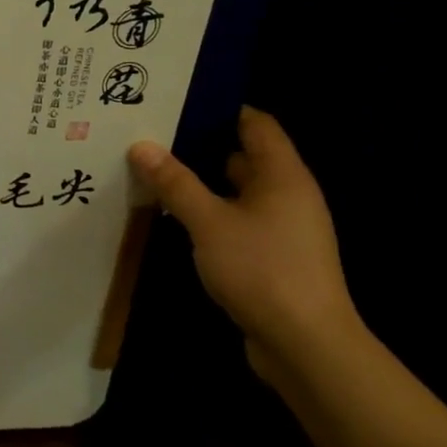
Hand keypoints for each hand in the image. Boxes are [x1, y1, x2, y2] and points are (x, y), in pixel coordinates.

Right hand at [127, 106, 360, 382]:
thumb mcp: (208, 222)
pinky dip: (207, 212)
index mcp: (283, 176)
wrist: (305, 346)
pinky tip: (172, 215)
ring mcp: (281, 228)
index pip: (256, 124)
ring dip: (199, 181)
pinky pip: (234, 219)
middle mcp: (287, 195)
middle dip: (198, 144)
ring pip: (235, 191)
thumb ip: (175, 182)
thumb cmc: (261, 269)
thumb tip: (140, 145)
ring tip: (152, 169)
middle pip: (243, 155)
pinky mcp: (270, 256)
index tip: (176, 100)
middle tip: (150, 133)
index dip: (220, 108)